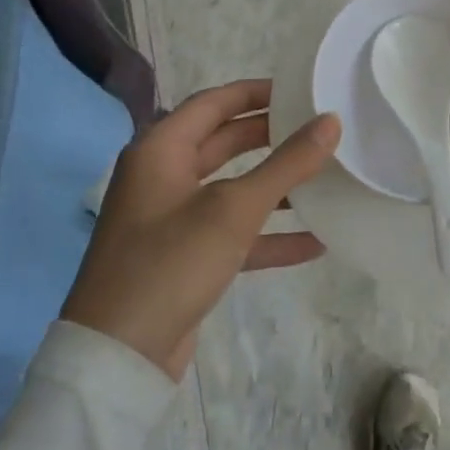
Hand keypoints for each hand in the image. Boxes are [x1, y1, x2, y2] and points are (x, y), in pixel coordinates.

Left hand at [61, 80, 339, 378]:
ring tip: (324, 177)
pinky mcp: (184, 258)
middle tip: (319, 129)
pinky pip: (233, 233)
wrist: (118, 359)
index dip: (257, 92)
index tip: (302, 90)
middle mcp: (162, 177)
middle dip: (271, 136)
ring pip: (232, 188)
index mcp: (160, 150)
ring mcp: (172, 219)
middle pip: (224, 142)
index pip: (214, 102)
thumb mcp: (233, 209)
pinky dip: (268, 234)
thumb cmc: (170, 264)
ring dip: (275, 186)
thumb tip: (332, 121)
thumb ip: (286, 163)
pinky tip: (314, 241)